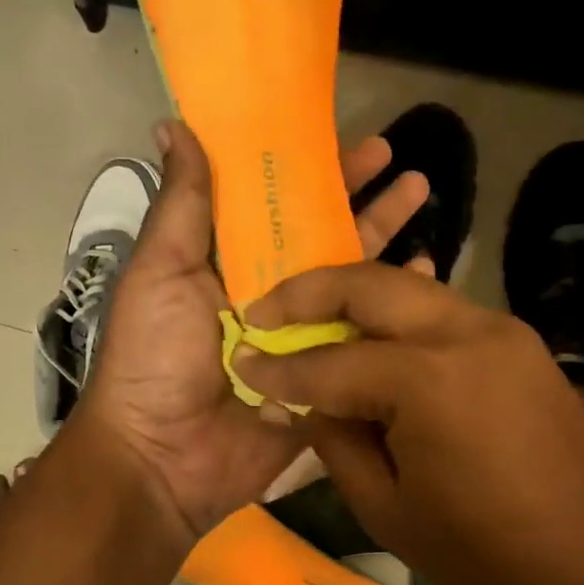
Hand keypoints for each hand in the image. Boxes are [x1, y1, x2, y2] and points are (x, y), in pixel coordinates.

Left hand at [75, 120, 430, 539]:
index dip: (312, 172)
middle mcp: (268, 296)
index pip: (276, 205)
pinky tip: (428, 277)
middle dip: (362, 200)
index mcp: (226, 265)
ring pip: (351, 285)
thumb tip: (173, 124)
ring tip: (425, 198)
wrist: (164, 459)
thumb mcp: (160, 273)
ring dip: (386, 243)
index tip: (351, 141)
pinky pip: (365, 341)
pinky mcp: (325, 381)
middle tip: (406, 164)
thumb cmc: (155, 358)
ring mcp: (301, 340)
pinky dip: (395, 311)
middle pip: (322, 239)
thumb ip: (181, 205)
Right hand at [234, 262, 583, 584]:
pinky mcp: (522, 346)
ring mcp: (503, 331)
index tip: (241, 362)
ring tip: (310, 323)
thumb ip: (335, 438)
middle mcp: (467, 333)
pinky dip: (398, 320)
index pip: (329, 362)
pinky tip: (371, 342)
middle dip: (308, 292)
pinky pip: (443, 316)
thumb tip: (298, 398)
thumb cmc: (486, 560)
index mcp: (428, 380)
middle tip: (264, 312)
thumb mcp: (387, 508)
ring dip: (355, 300)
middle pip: (370, 284)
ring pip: (410, 291)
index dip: (278, 367)